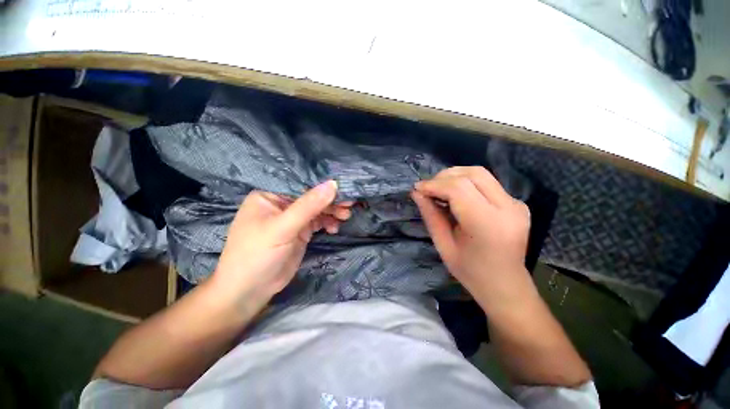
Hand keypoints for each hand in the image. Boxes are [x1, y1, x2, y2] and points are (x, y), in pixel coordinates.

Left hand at [212, 181, 352, 304]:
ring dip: (332, 211)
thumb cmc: (257, 255)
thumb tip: (333, 184)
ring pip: (316, 209)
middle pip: (311, 196)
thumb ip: (308, 205)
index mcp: (269, 195)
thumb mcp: (283, 228)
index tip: (343, 187)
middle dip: (330, 200)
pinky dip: (328, 223)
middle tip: (349, 204)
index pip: (300, 183)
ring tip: (345, 216)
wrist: (250, 291)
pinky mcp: (300, 232)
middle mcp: (281, 204)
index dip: (322, 185)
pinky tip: (334, 228)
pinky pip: (318, 222)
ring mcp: (292, 219)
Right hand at [411, 166, 533, 312]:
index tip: (417, 188)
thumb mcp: (443, 245)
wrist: (505, 285)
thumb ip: (430, 215)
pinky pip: (487, 183)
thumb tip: (416, 192)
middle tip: (427, 188)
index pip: (458, 189)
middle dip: (444, 176)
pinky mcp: (517, 203)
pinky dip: (466, 183)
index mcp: (487, 224)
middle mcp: (507, 208)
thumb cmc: (470, 272)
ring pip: (481, 174)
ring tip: (439, 189)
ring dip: (455, 176)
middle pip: (473, 174)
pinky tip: (456, 195)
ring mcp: (516, 204)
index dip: (434, 184)